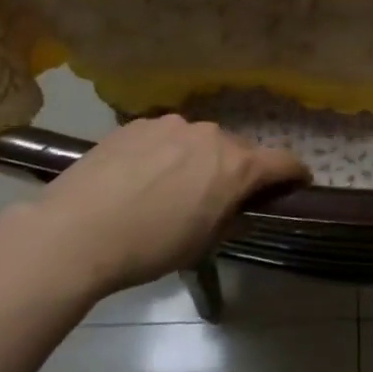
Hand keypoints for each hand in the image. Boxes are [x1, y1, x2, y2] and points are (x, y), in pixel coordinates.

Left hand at [0, 115, 307, 303]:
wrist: (75, 232)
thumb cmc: (149, 248)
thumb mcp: (202, 242)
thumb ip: (228, 213)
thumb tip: (231, 202)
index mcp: (235, 166)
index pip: (283, 161)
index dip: (295, 173)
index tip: (297, 183)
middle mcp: (211, 135)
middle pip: (238, 150)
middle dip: (237, 170)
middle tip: (219, 197)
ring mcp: (171, 124)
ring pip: (198, 140)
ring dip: (197, 159)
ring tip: (170, 187)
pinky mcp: (136, 124)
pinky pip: (164, 137)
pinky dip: (164, 153)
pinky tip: (139, 177)